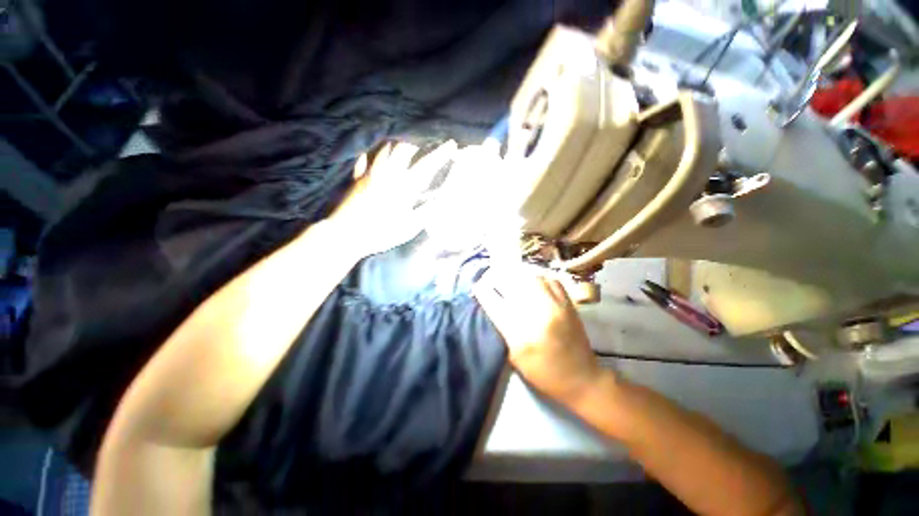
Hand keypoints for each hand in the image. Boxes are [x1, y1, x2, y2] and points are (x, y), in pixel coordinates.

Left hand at [330, 140, 456, 256]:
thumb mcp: (409, 228)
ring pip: (384, 148)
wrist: (347, 234)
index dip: (440, 153)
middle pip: (404, 148)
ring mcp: (371, 174)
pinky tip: (372, 152)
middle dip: (416, 141)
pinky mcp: (356, 178)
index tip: (451, 144)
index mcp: (405, 187)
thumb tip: (439, 201)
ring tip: (401, 142)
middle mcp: (389, 174)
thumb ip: (425, 212)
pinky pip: (363, 158)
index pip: (427, 165)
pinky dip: (370, 153)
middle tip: (422, 141)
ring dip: (395, 143)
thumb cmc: (381, 233)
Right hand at [473, 270, 604, 405]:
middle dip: (499, 278)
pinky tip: (534, 283)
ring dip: (519, 276)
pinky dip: (539, 278)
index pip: (495, 303)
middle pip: (513, 284)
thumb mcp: (515, 357)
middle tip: (493, 278)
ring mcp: (556, 306)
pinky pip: (551, 280)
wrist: (582, 379)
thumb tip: (493, 306)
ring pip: (532, 278)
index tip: (478, 287)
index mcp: (521, 334)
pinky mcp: (569, 304)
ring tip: (512, 279)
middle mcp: (538, 315)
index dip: (483, 291)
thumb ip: (502, 330)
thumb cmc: (544, 374)